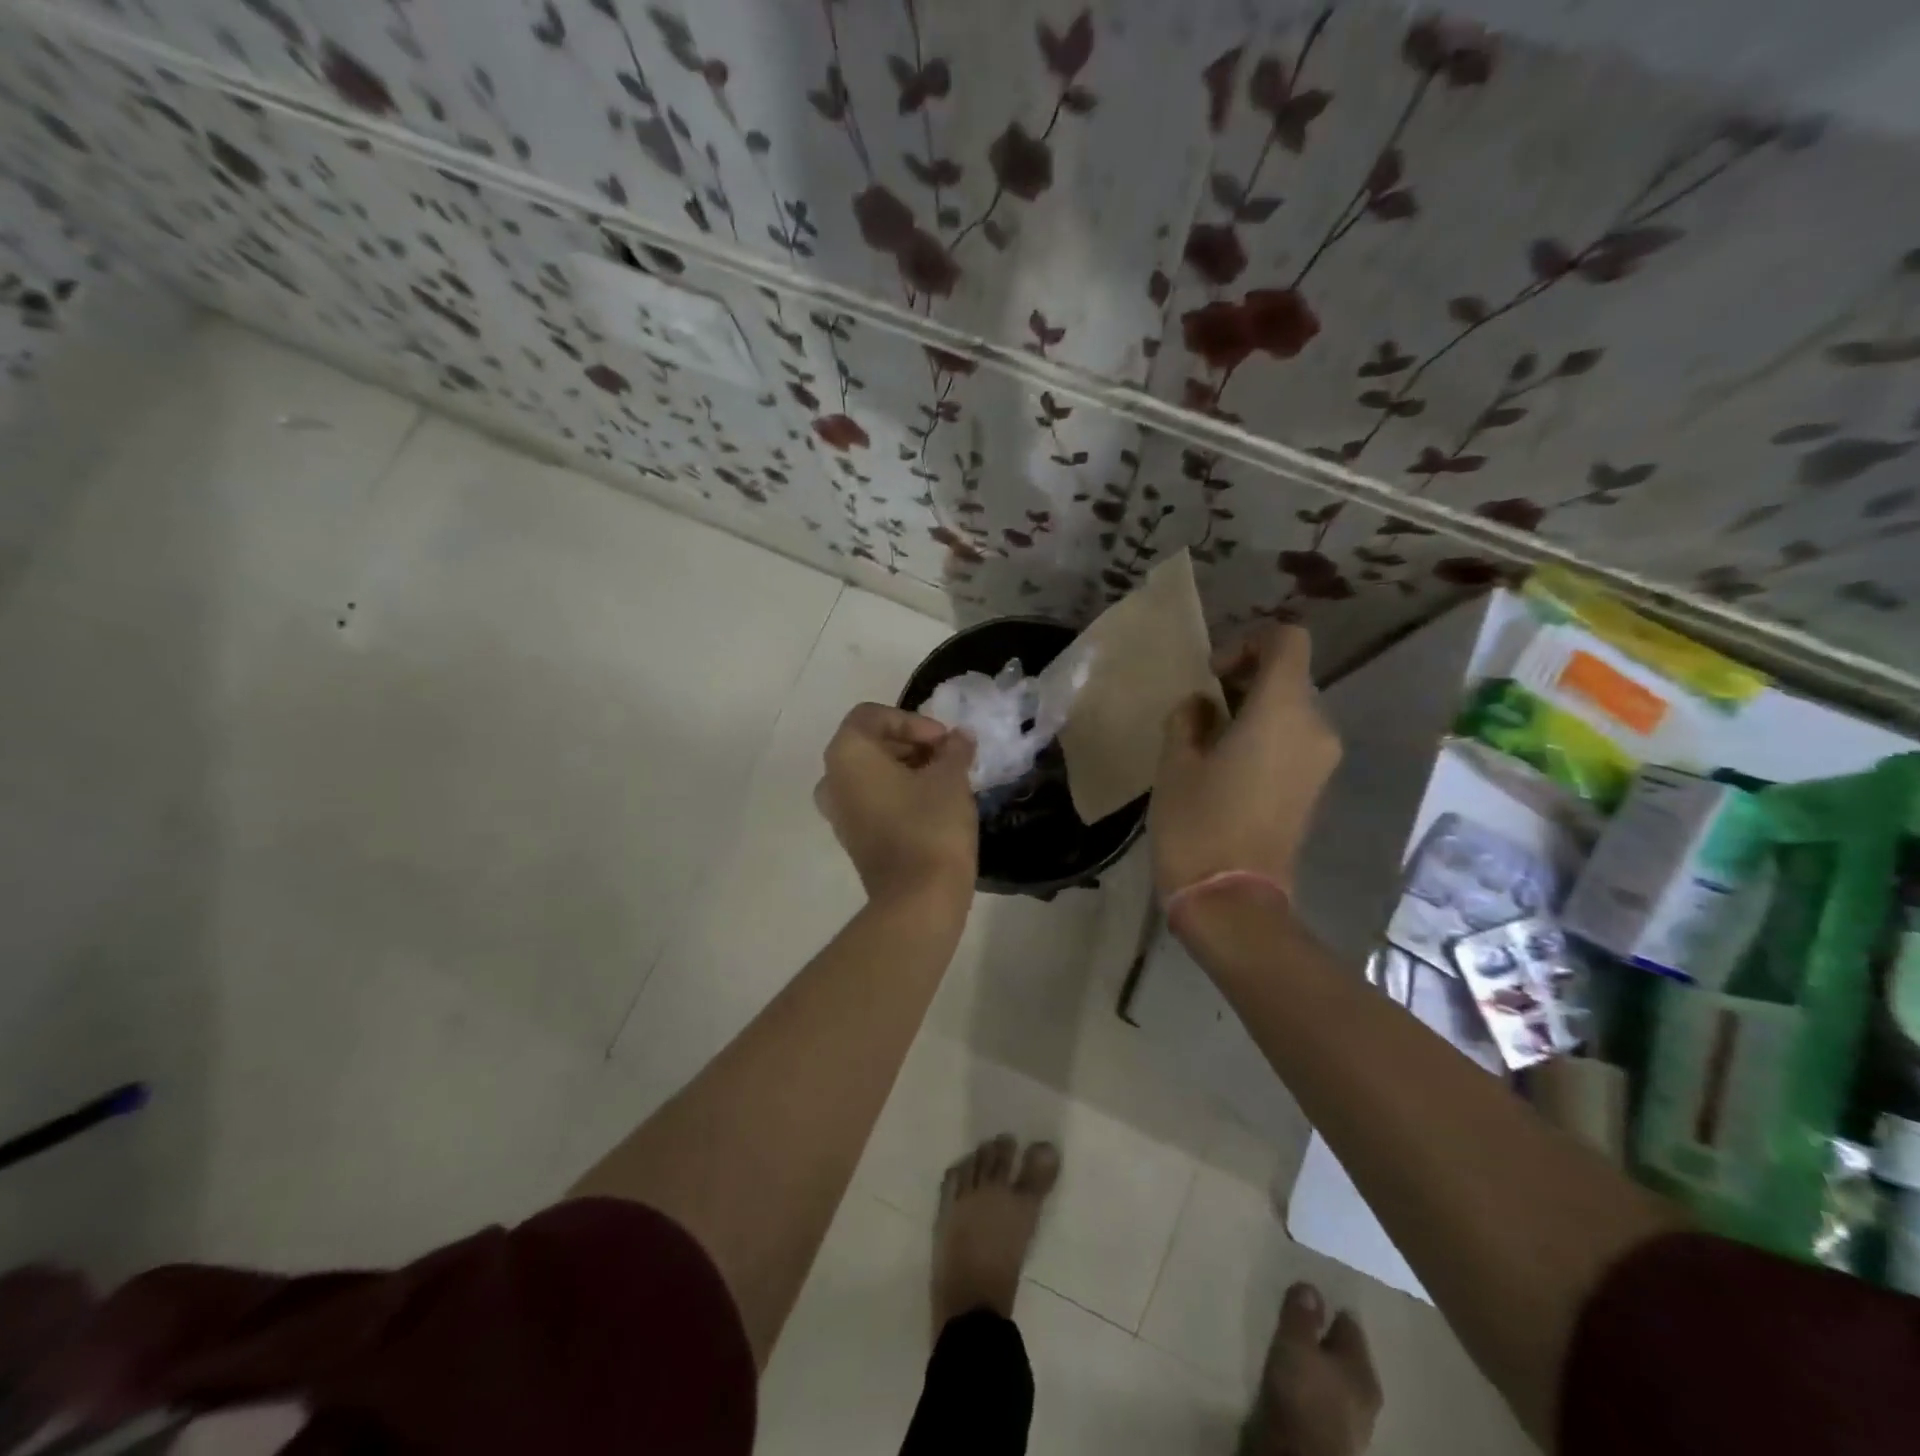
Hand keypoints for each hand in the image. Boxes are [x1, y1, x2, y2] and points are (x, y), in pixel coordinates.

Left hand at [815, 704, 977, 906]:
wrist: (918, 899)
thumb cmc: (931, 825)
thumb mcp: (951, 778)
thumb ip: (954, 749)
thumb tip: (959, 738)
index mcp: (848, 754)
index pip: (873, 715)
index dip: (912, 721)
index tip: (943, 740)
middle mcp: (832, 779)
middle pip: (870, 743)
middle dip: (911, 744)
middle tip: (948, 756)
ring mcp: (839, 812)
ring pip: (871, 774)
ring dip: (907, 768)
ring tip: (945, 779)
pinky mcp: (853, 838)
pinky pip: (872, 800)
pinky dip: (898, 793)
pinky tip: (933, 804)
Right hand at [1151, 624, 1340, 901]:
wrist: (1232, 900)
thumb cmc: (1197, 823)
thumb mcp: (1176, 763)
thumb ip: (1188, 718)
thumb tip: (1203, 706)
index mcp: (1282, 711)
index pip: (1287, 641)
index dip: (1248, 642)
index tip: (1213, 676)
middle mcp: (1316, 728)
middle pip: (1289, 676)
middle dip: (1245, 679)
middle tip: (1201, 709)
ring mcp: (1321, 761)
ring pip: (1291, 710)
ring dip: (1252, 710)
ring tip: (1208, 740)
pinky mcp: (1315, 788)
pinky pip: (1294, 740)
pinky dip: (1265, 736)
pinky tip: (1226, 765)